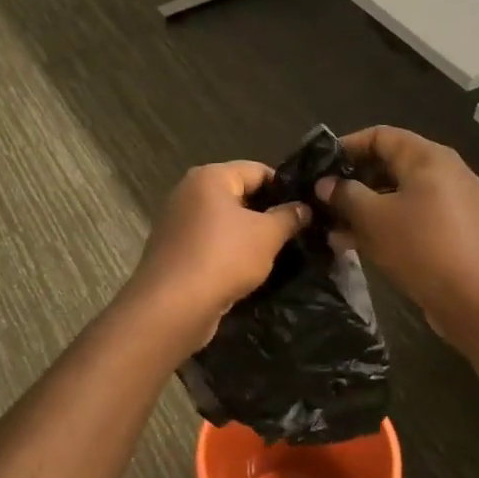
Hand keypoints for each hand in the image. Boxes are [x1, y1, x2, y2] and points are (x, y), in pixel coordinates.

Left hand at [125, 161, 310, 346]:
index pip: (257, 170)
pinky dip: (228, 251)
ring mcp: (177, 222)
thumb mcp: (267, 235)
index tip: (306, 209)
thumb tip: (304, 208)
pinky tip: (247, 270)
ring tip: (276, 253)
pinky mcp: (173, 250)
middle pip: (238, 194)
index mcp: (209, 177)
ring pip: (223, 221)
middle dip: (266, 212)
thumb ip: (289, 217)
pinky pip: (209, 243)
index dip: (285, 188)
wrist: (173, 307)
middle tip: (295, 232)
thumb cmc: (224, 258)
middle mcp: (188, 192)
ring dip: (247, 235)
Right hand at [317, 126, 478, 328]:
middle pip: (391, 165)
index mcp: (428, 157)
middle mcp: (445, 171)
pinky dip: (388, 224)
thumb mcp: (373, 218)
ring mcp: (454, 202)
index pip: (380, 135)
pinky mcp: (457, 230)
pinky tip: (361, 246)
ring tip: (335, 231)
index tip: (319, 167)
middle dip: (354, 183)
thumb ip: (345, 195)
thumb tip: (326, 184)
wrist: (477, 300)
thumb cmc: (421, 246)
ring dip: (367, 209)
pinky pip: (415, 217)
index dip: (347, 146)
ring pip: (400, 195)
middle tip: (324, 202)